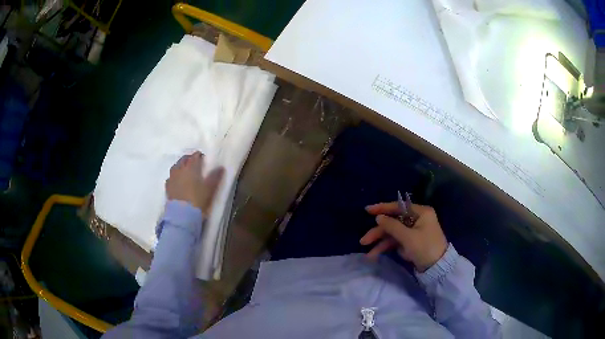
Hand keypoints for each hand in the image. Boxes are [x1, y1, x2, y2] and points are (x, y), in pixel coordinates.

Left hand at [165, 151, 223, 214]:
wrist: (182, 215)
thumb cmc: (198, 200)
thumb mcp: (210, 189)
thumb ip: (215, 177)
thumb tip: (221, 167)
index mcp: (191, 167)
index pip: (195, 156)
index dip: (200, 156)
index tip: (204, 160)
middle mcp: (180, 169)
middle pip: (184, 159)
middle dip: (189, 159)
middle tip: (195, 164)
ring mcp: (172, 178)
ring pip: (176, 167)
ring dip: (181, 166)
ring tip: (186, 172)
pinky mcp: (167, 187)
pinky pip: (171, 177)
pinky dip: (175, 177)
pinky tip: (177, 181)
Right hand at [361, 202, 447, 271]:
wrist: (438, 268)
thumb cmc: (425, 248)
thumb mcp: (408, 237)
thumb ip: (392, 226)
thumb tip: (378, 217)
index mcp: (420, 212)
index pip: (398, 207)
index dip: (382, 208)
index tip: (367, 210)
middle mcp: (417, 219)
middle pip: (393, 222)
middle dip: (378, 232)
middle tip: (363, 241)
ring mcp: (413, 232)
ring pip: (392, 234)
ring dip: (380, 243)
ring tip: (369, 255)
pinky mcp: (411, 242)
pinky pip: (396, 242)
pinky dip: (387, 248)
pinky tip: (377, 255)